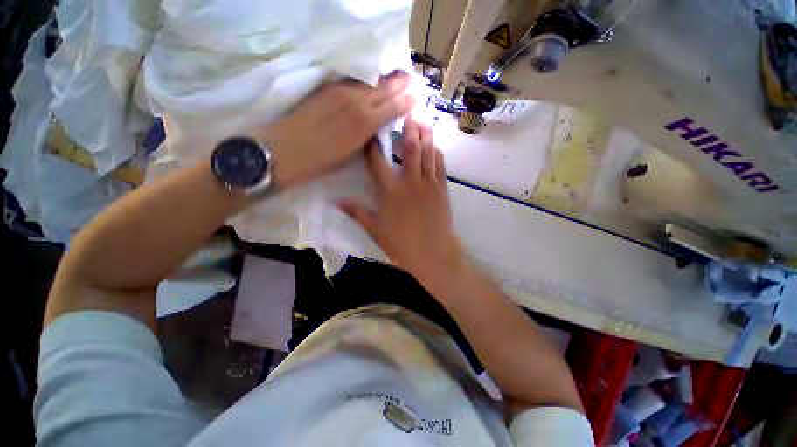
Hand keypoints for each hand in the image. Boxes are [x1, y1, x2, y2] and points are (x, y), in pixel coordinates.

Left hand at [257, 72, 414, 187]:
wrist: (283, 150)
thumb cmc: (319, 161)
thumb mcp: (350, 154)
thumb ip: (366, 136)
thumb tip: (376, 126)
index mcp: (363, 124)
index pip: (391, 107)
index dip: (406, 101)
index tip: (417, 96)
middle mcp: (355, 102)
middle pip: (383, 89)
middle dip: (400, 84)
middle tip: (413, 79)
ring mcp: (339, 92)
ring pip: (369, 82)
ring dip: (385, 79)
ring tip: (397, 77)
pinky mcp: (326, 89)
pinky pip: (353, 81)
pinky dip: (367, 80)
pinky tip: (372, 81)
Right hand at [338, 119, 464, 291]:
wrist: (433, 253)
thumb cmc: (401, 243)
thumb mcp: (375, 230)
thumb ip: (357, 212)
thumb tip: (337, 201)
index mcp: (391, 191)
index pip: (377, 162)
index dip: (372, 145)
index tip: (369, 130)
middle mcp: (410, 182)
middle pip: (409, 150)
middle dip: (408, 130)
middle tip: (408, 112)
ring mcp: (429, 184)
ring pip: (428, 154)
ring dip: (426, 136)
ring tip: (424, 121)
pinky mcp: (442, 190)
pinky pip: (440, 167)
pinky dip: (438, 154)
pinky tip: (436, 146)